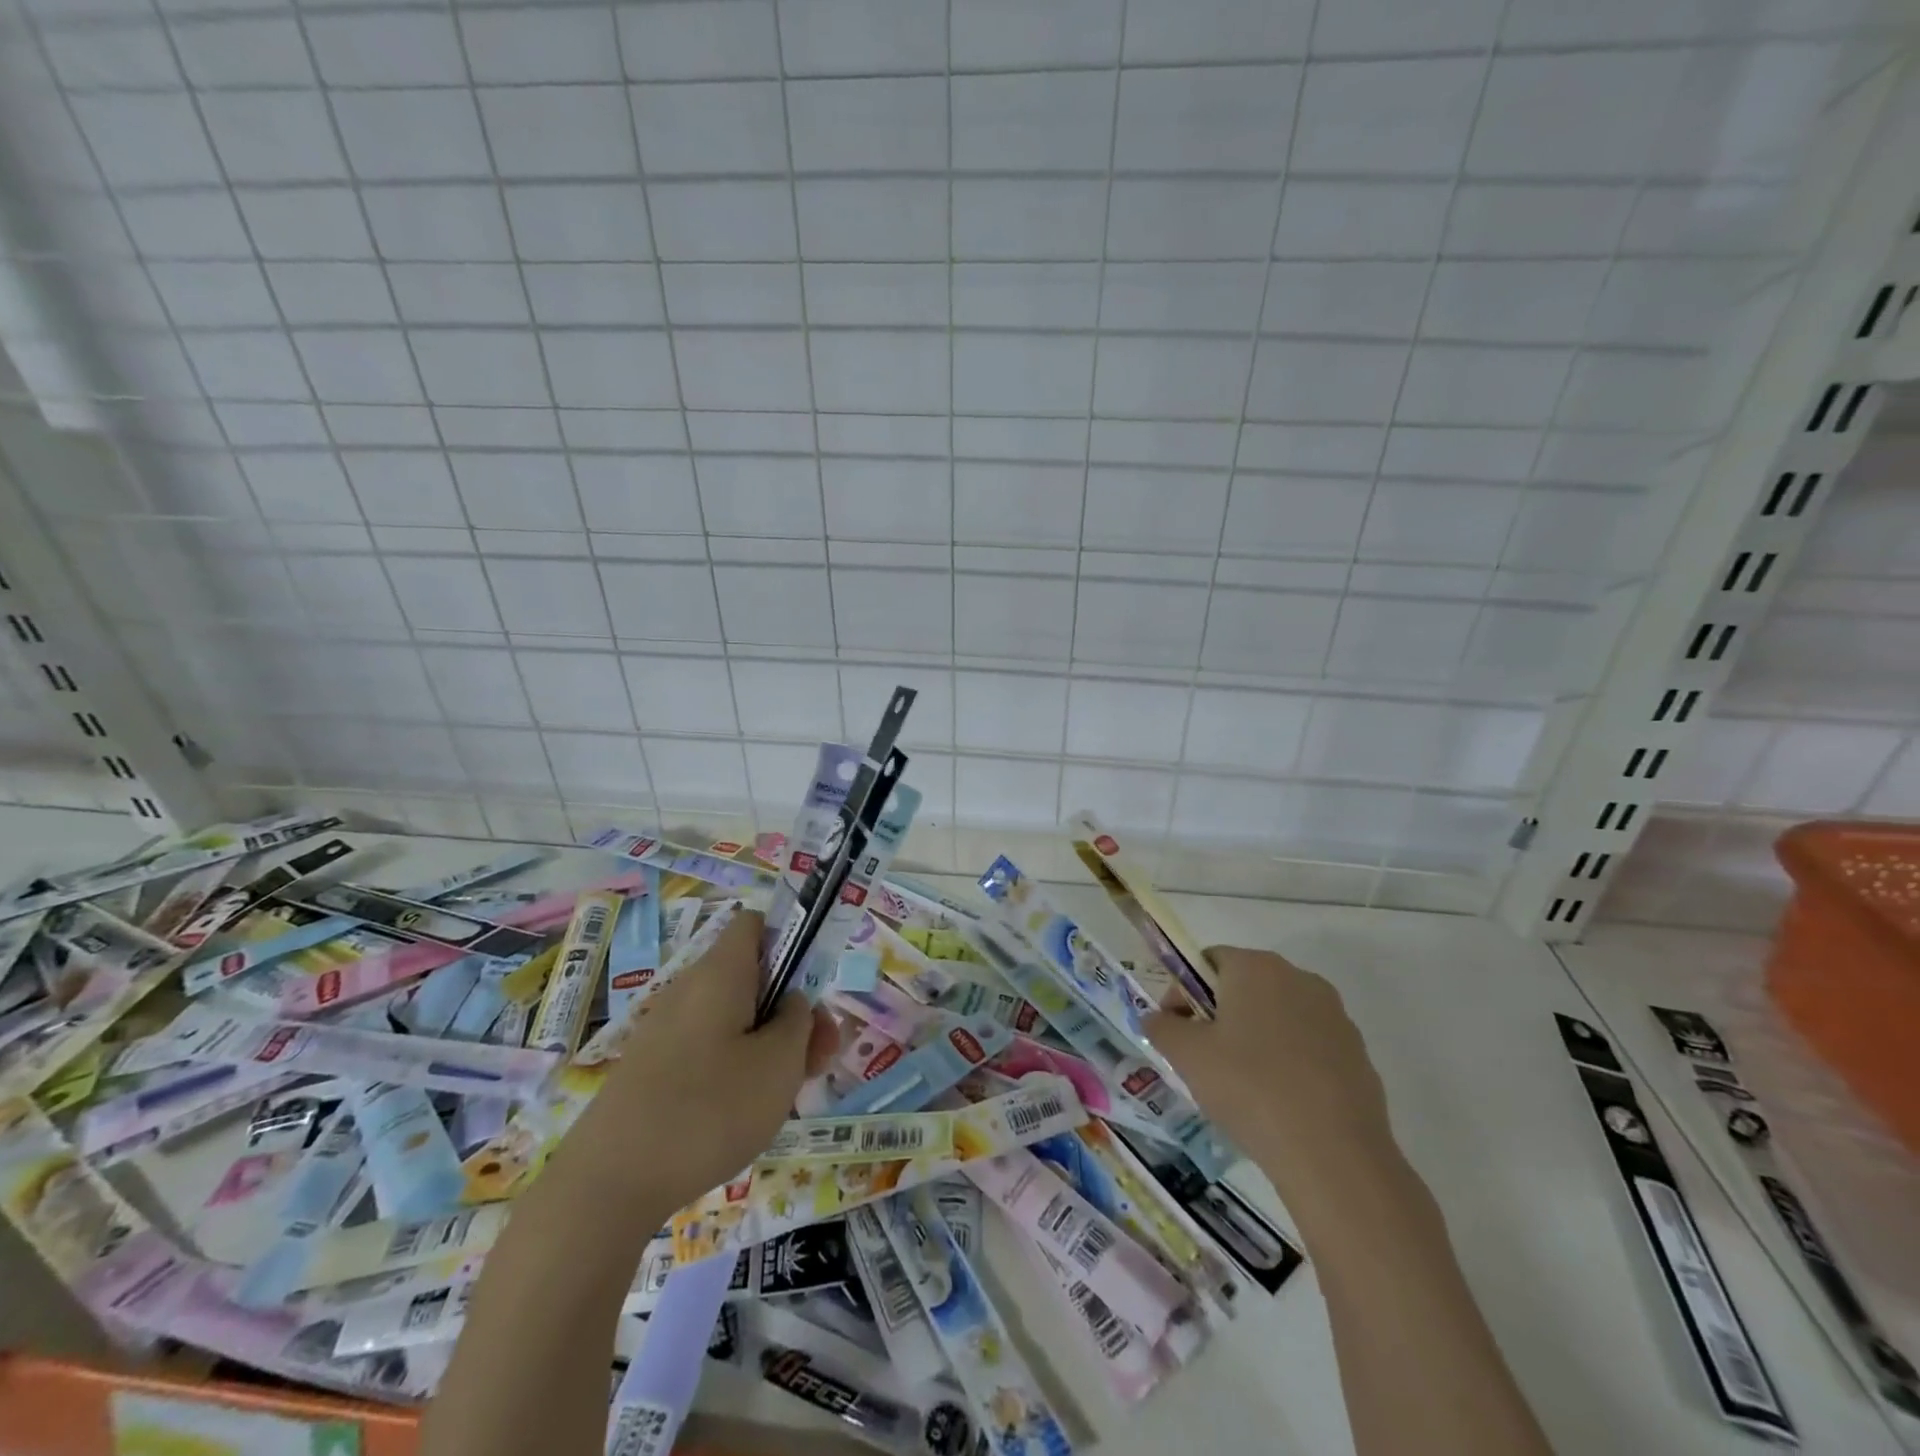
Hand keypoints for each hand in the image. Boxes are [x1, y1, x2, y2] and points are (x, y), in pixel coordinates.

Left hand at [567, 908, 836, 1211]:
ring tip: (791, 1093)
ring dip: (770, 1044)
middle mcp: (689, 989)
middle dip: (791, 1010)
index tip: (812, 987)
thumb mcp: (779, 1063)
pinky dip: (737, 1068)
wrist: (608, 1185)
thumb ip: (799, 1021)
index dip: (790, 941)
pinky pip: (708, 1049)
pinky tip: (747, 1113)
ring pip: (733, 1018)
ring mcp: (665, 1031)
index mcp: (720, 972)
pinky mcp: (652, 1069)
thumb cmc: (708, 1110)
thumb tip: (792, 1003)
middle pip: (752, 977)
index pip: (756, 924)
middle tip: (820, 1057)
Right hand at [1145, 946, 1394, 1217]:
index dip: (1184, 991)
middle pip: (1244, 986)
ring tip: (1241, 1087)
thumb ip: (1162, 1026)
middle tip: (1202, 1058)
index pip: (1208, 960)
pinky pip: (1308, 1047)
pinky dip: (1288, 1063)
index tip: (1176, 1029)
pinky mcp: (1357, 1054)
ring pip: (1277, 1017)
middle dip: (1219, 1015)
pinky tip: (1279, 1104)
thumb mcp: (1186, 1055)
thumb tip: (1157, 1018)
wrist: (1334, 1156)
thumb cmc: (1249, 1088)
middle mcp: (1299, 978)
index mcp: (1256, 967)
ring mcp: (1334, 1016)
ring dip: (1254, 1038)